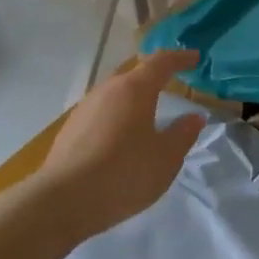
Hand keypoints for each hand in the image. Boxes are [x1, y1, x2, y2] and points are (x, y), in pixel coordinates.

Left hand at [39, 49, 206, 237]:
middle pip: (134, 75)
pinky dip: (118, 116)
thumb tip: (194, 117)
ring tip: (149, 112)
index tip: (195, 57)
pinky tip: (122, 137)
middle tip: (173, 81)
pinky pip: (102, 113)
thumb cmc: (124, 173)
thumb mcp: (166, 157)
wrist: (63, 200)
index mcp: (134, 89)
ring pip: (116, 94)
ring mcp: (84, 108)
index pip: (161, 62)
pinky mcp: (70, 129)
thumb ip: (183, 134)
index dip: (180, 58)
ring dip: (134, 98)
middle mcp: (107, 90)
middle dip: (155, 76)